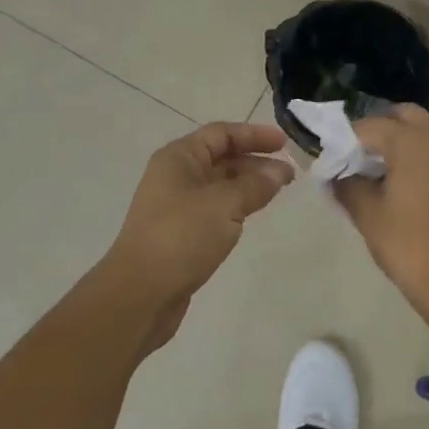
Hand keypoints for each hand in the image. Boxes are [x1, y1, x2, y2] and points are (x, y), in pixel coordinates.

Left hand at [99, 122, 294, 348]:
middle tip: (289, 174)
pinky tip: (253, 215)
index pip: (221, 133)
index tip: (285, 144)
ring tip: (278, 192)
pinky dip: (236, 206)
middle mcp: (175, 176)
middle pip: (220, 157)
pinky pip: (214, 209)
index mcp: (179, 158)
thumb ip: (255, 185)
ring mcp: (176, 206)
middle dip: (255, 161)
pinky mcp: (181, 233)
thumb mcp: (224, 205)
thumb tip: (279, 171)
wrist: (140, 294)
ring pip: (219, 185)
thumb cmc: (181, 237)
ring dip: (248, 185)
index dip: (254, 135)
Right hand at [333, 106, 428, 329]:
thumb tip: (337, 175)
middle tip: (362, 159)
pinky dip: (426, 158)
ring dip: (406, 143)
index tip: (334, 159)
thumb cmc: (411, 247)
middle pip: (405, 117)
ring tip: (387, 175)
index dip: (347, 140)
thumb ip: (348, 186)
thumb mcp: (369, 217)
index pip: (370, 126)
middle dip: (381, 130)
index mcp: (411, 142)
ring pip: (428, 133)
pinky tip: (414, 188)